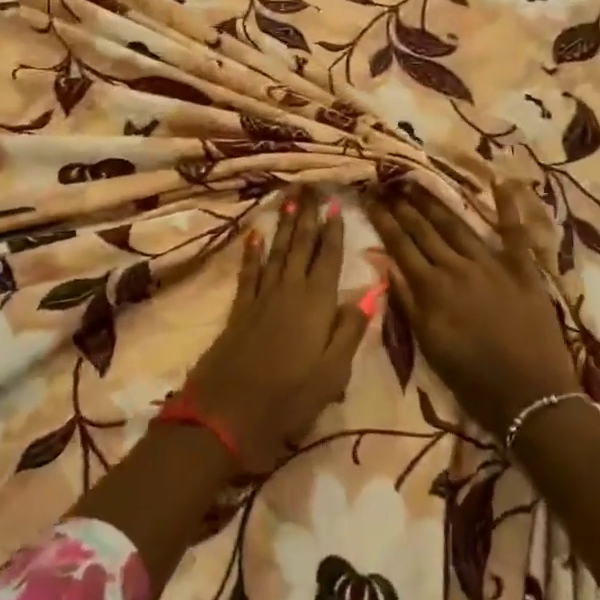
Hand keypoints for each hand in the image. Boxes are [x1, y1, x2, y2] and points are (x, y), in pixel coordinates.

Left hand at [186, 188, 368, 470]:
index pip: (328, 258)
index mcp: (316, 303)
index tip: (336, 205)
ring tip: (289, 199)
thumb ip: (350, 330)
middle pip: (301, 246)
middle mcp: (289, 290)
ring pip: (277, 251)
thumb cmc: (290, 397)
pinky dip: (252, 253)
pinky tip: (254, 235)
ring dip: (284, 225)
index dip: (333, 231)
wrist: (229, 411)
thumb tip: (370, 291)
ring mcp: (262, 297)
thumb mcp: (333, 372)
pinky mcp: (240, 308)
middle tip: (311, 187)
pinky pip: (249, 272)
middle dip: (307, 216)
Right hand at [370, 179, 582, 435]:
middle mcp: (458, 267)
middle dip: (404, 206)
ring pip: (458, 226)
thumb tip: (385, 263)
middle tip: (389, 182)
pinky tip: (501, 181)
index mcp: (432, 288)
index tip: (370, 198)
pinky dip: (508, 207)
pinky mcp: (523, 270)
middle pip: (425, 231)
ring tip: (419, 182)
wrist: (532, 399)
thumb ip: (407, 302)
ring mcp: (492, 265)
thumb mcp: (429, 345)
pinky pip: (514, 233)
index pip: (401, 246)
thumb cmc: (473, 380)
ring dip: (436, 203)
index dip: (384, 221)